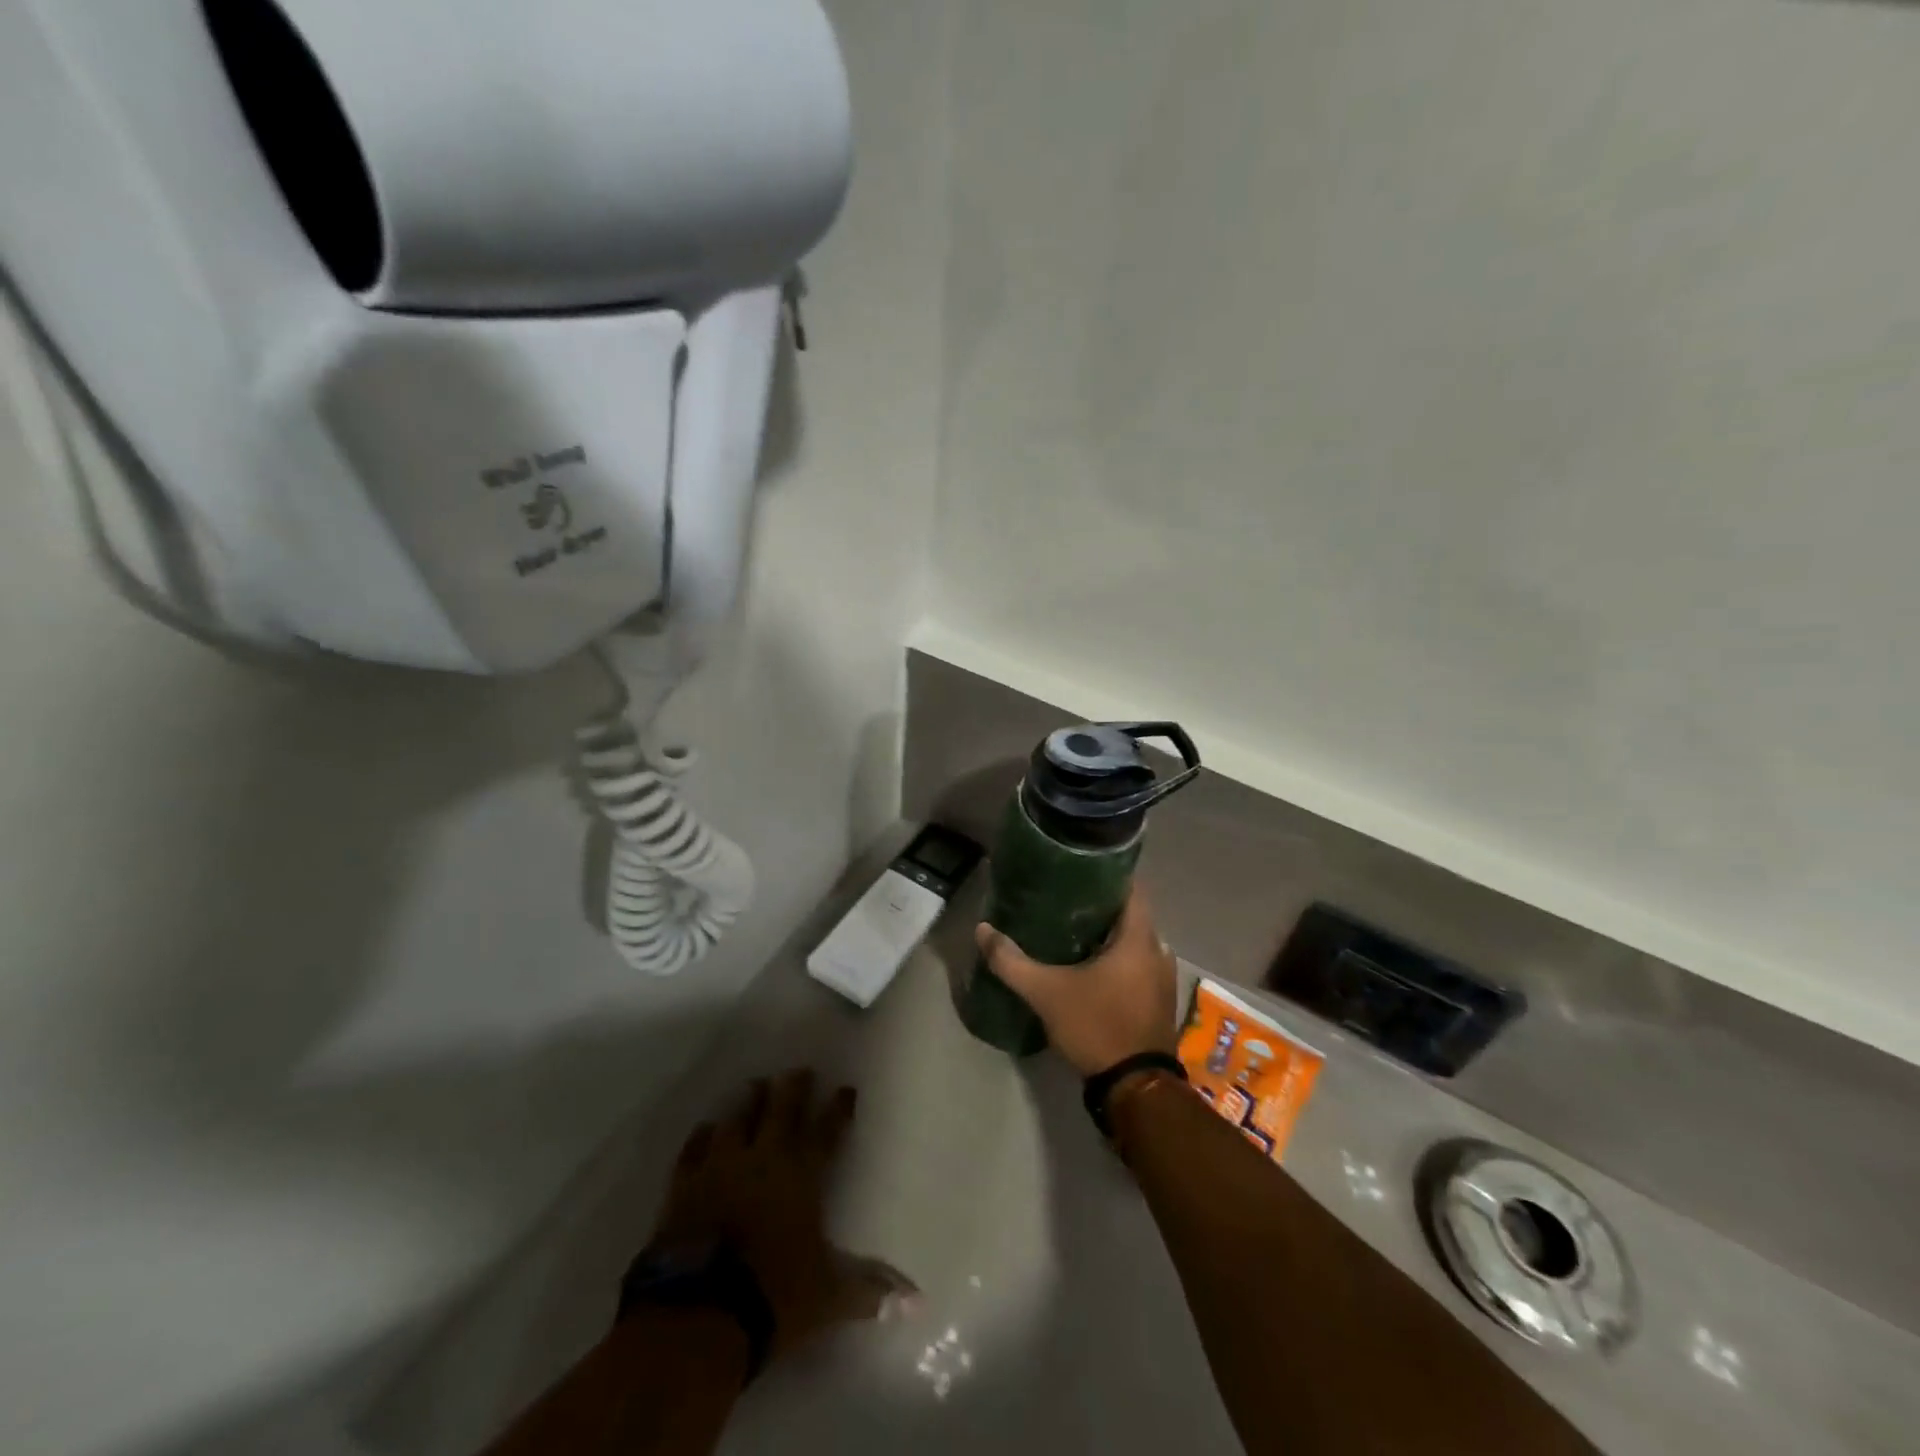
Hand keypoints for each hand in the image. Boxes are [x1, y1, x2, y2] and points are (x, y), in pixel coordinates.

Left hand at [647, 1070, 917, 1362]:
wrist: (697, 1317)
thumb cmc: (773, 1297)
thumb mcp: (828, 1297)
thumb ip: (869, 1290)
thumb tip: (917, 1300)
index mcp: (801, 1175)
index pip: (826, 1132)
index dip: (838, 1110)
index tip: (846, 1089)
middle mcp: (762, 1159)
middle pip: (781, 1111)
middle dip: (793, 1088)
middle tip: (798, 1071)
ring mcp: (719, 1168)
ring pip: (736, 1119)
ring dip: (748, 1101)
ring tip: (754, 1085)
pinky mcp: (683, 1187)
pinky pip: (693, 1149)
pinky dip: (701, 1136)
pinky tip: (705, 1128)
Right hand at [975, 891, 1179, 1077]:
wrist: (1134, 1088)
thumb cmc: (1096, 1026)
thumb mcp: (1046, 993)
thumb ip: (1011, 961)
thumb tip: (982, 930)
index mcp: (1139, 939)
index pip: (1131, 888)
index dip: (1106, 874)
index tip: (1076, 869)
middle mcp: (1158, 951)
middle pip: (1130, 914)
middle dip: (1100, 906)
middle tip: (1064, 899)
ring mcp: (1162, 978)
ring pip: (1134, 942)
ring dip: (1109, 935)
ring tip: (1073, 929)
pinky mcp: (1159, 1000)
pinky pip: (1138, 965)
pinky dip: (1118, 959)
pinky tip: (1090, 965)